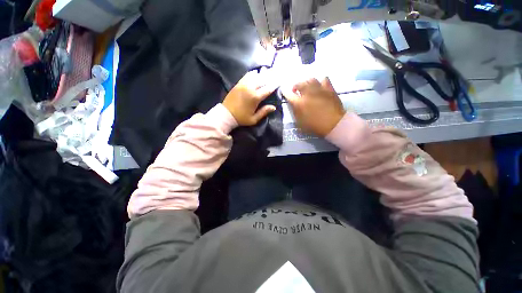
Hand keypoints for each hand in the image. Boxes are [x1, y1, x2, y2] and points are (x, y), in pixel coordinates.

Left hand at [223, 71, 277, 125]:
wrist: (226, 115)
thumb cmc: (241, 118)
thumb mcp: (254, 119)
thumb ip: (264, 112)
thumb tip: (273, 107)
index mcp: (255, 97)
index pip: (267, 89)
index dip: (274, 85)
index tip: (279, 82)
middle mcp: (250, 88)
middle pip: (262, 80)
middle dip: (270, 77)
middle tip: (276, 74)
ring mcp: (243, 85)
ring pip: (255, 76)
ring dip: (262, 75)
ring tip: (268, 72)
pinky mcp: (238, 84)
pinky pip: (246, 76)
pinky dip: (252, 74)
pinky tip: (256, 73)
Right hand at [282, 77, 344, 136]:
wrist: (334, 124)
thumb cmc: (315, 126)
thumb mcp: (300, 122)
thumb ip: (295, 112)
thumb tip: (293, 104)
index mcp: (299, 103)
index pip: (289, 95)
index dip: (285, 92)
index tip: (285, 92)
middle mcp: (308, 93)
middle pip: (299, 84)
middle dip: (295, 86)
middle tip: (296, 90)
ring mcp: (319, 89)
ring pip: (311, 79)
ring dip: (306, 82)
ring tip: (307, 87)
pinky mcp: (329, 88)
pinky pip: (324, 79)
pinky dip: (320, 81)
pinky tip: (320, 86)